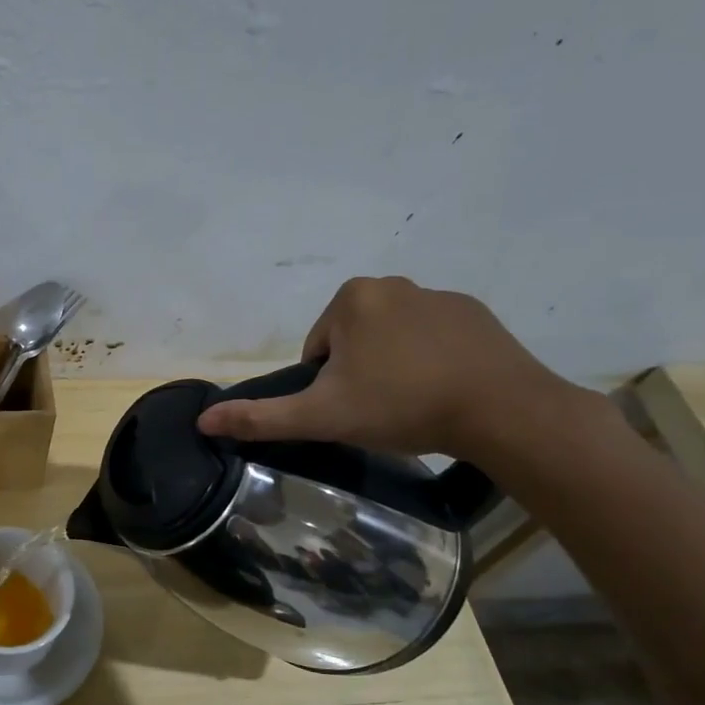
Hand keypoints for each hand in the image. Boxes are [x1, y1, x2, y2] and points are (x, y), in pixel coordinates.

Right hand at [197, 276, 580, 460]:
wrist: (501, 410)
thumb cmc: (401, 405)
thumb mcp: (322, 417)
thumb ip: (261, 417)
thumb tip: (203, 420)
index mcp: (352, 299)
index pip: (317, 349)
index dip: (326, 385)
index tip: (351, 408)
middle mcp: (393, 284)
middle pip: (352, 340)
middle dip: (358, 373)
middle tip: (380, 410)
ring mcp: (439, 295)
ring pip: (392, 339)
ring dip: (393, 368)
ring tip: (413, 405)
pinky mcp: (476, 313)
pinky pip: (433, 338)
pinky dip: (430, 361)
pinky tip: (445, 392)